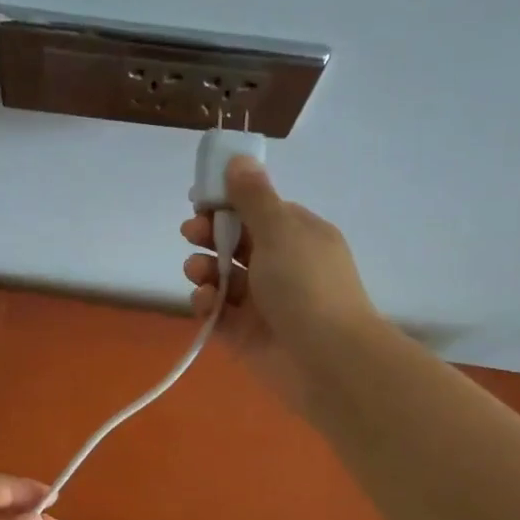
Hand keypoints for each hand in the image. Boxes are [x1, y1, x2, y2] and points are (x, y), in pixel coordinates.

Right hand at [180, 155, 375, 405]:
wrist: (328, 361)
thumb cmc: (306, 286)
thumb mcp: (280, 230)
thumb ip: (253, 197)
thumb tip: (239, 159)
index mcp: (298, 236)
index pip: (258, 211)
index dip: (228, 203)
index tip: (201, 199)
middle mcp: (281, 266)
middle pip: (235, 243)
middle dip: (210, 235)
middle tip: (192, 233)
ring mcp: (263, 303)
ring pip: (223, 278)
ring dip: (204, 268)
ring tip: (198, 271)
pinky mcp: (246, 335)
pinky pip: (218, 313)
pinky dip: (206, 304)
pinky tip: (204, 301)